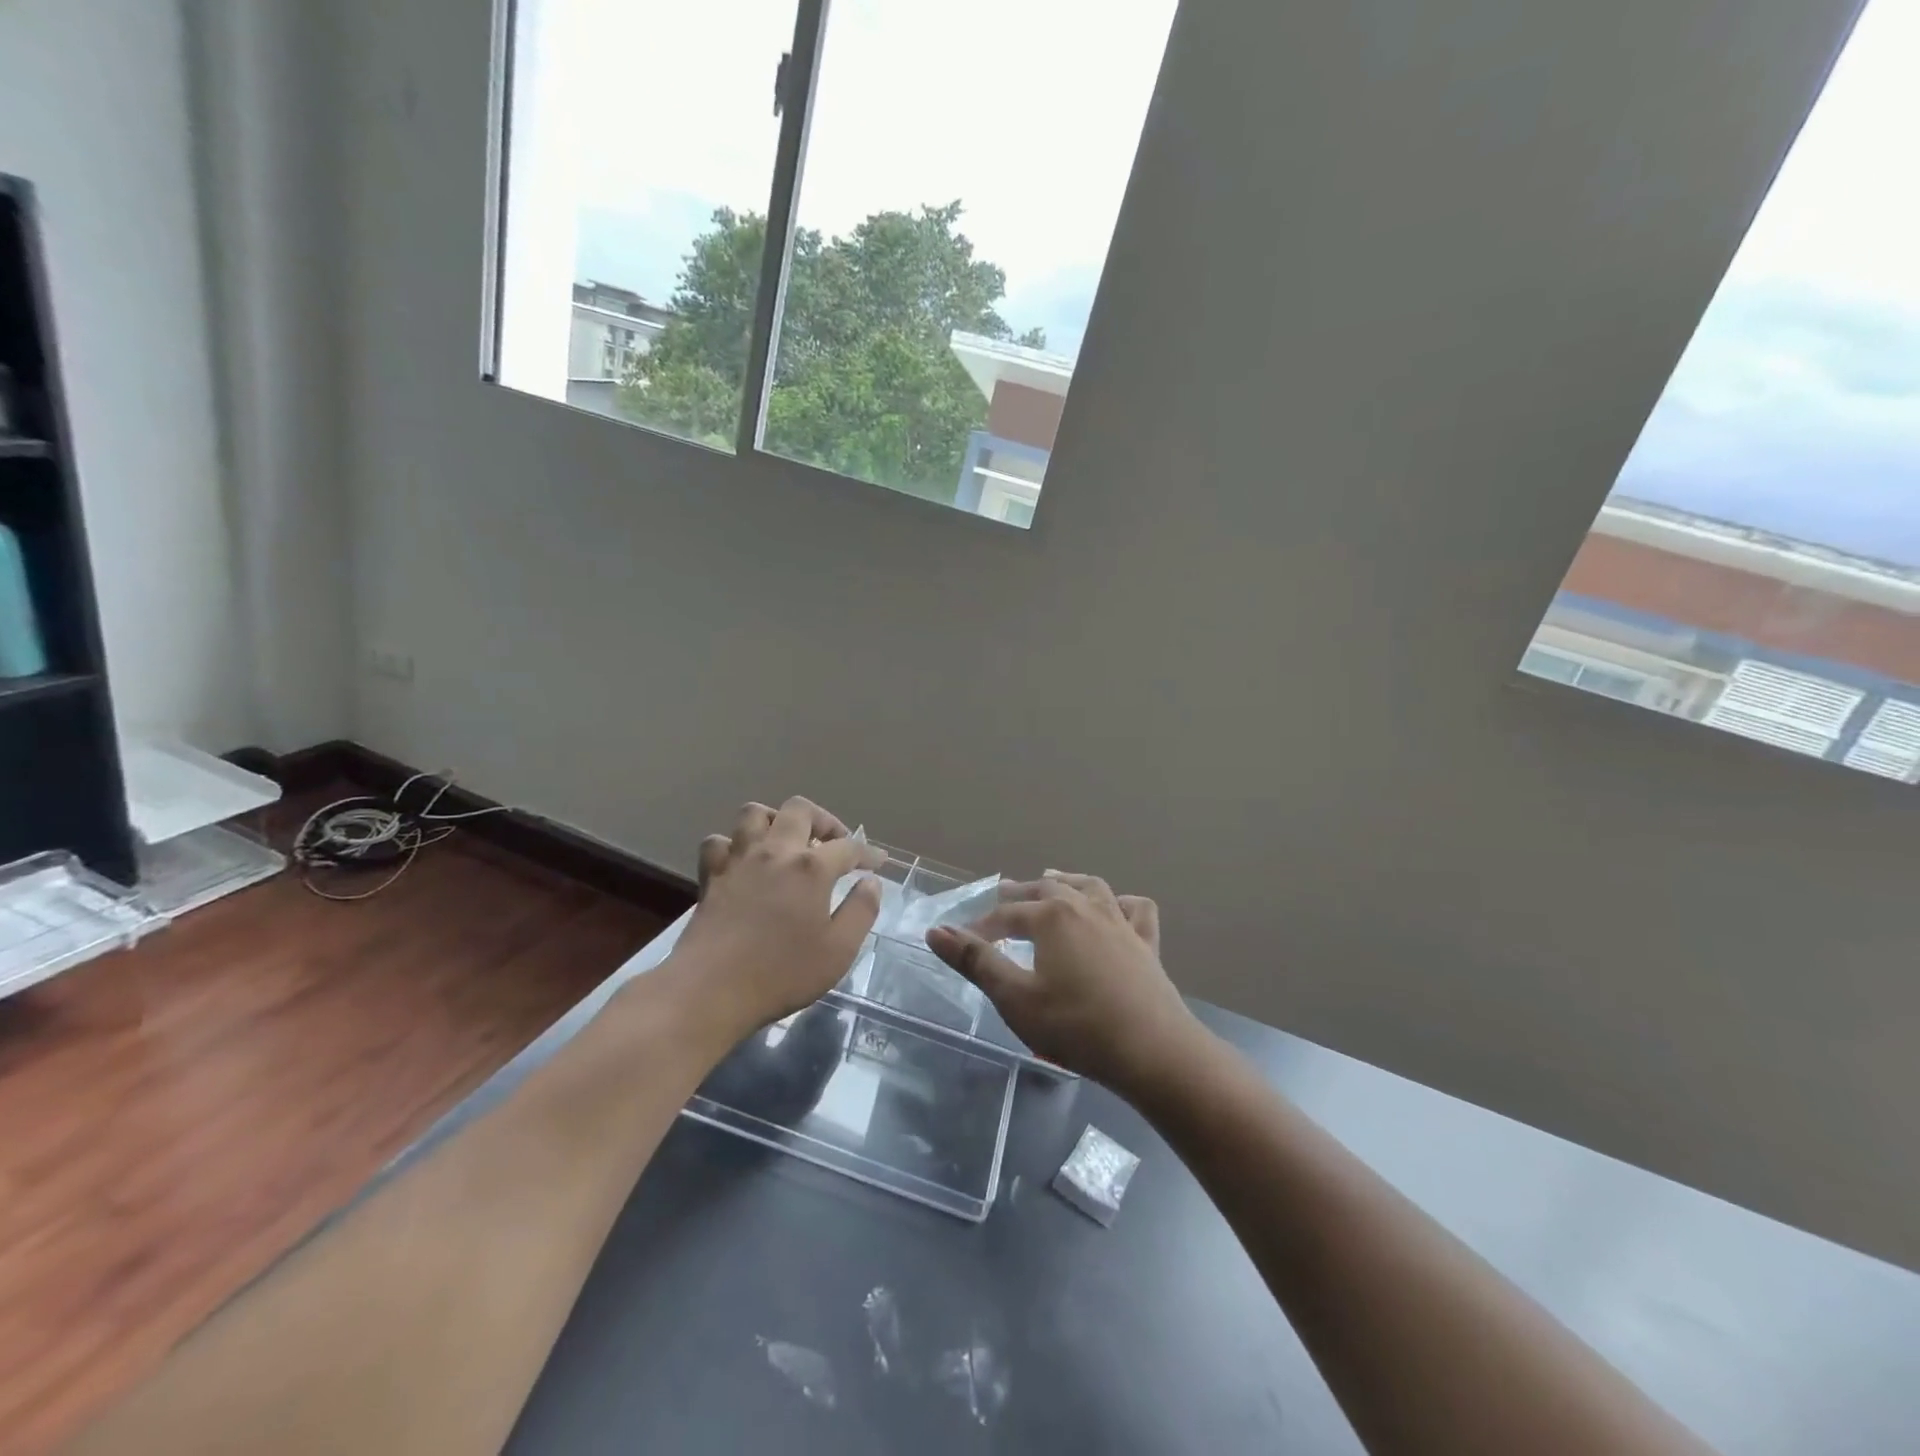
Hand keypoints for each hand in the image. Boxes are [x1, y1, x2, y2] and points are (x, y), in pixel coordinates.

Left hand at [665, 798, 883, 1041]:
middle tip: (833, 843)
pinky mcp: (711, 875)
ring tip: (787, 842)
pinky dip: (734, 845)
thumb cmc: (782, 973)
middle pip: (800, 810)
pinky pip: (719, 842)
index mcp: (811, 867)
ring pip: (755, 813)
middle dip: (823, 820)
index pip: (848, 847)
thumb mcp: (839, 950)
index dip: (867, 852)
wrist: (711, 990)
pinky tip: (744, 862)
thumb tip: (870, 882)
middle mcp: (775, 851)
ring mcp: (739, 859)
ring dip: (776, 820)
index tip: (878, 862)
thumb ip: (861, 911)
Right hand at [926, 871, 1200, 1096]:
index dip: (980, 927)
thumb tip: (935, 931)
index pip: (1006, 914)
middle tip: (1001, 895)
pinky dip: (1120, 901)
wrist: (1154, 1051)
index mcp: (1051, 915)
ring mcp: (1120, 921)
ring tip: (1052, 877)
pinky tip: (1115, 906)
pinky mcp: (1146, 942)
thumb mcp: (1016, 999)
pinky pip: (1134, 908)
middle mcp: (1086, 906)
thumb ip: (976, 962)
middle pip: (1046, 888)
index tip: (961, 940)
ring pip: (1089, 886)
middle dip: (1019, 893)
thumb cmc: (1076, 1026)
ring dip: (1066, 880)